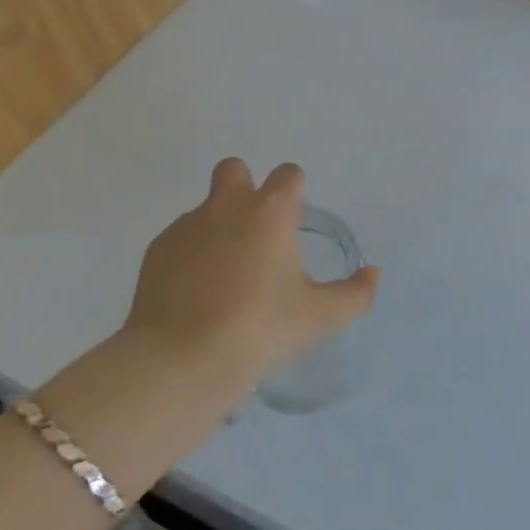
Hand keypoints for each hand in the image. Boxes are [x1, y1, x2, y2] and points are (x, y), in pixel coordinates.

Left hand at [116, 158, 379, 409]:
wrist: (182, 360)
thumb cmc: (260, 328)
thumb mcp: (318, 317)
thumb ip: (354, 294)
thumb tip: (373, 275)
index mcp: (271, 211)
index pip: (288, 174)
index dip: (294, 190)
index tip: (294, 220)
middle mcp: (227, 205)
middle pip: (234, 169)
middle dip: (244, 187)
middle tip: (254, 232)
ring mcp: (187, 225)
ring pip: (205, 208)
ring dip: (217, 227)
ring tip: (224, 278)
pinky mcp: (157, 250)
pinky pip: (180, 240)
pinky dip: (190, 256)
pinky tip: (195, 294)